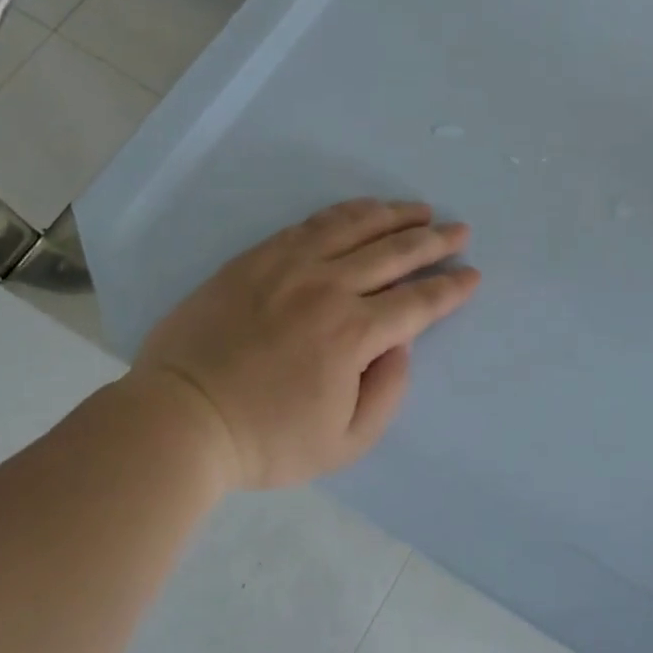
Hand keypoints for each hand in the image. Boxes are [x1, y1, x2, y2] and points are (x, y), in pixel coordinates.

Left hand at [130, 199, 479, 491]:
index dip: (451, 288)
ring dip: (394, 214)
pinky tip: (361, 211)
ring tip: (419, 209)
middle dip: (434, 240)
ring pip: (355, 225)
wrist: (180, 418)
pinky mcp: (257, 257)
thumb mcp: (345, 442)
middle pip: (395, 252)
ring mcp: (289, 265)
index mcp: (353, 333)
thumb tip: (400, 345)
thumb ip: (387, 392)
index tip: (472, 274)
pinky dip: (345, 213)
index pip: (418, 302)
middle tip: (459, 230)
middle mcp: (328, 287)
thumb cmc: (266, 440)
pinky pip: (311, 223)